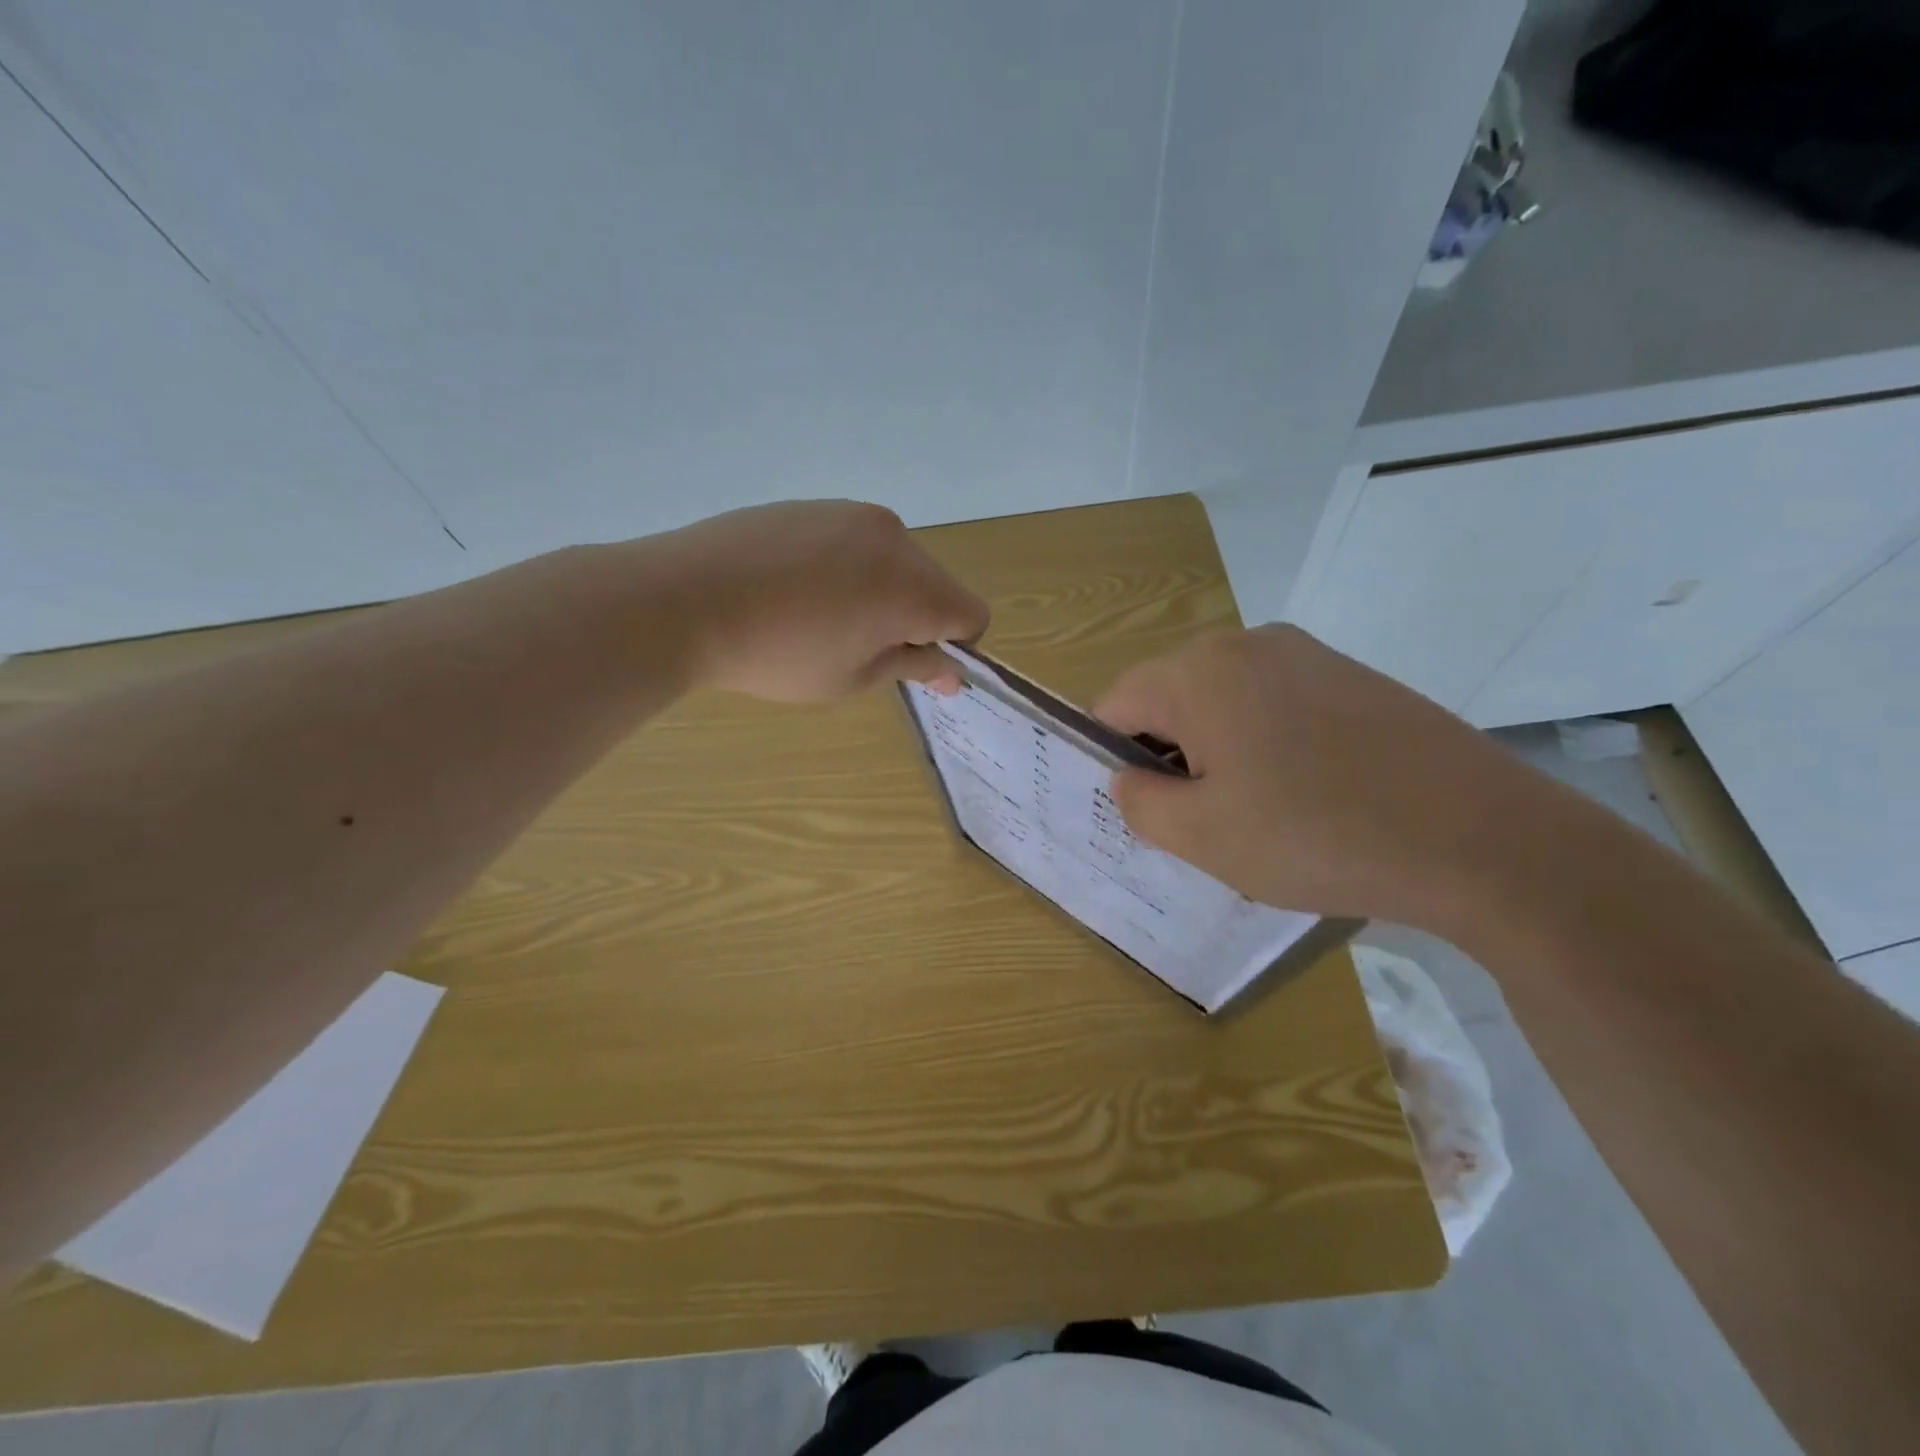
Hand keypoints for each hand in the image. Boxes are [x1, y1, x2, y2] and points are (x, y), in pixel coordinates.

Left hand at [666, 501, 990, 701]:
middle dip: (915, 617)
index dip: (952, 647)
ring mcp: (851, 513)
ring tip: (819, 616)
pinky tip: (794, 588)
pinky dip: (847, 567)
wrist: (684, 599)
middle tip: (857, 647)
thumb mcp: (852, 679)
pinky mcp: (814, 504)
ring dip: (880, 590)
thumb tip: (952, 672)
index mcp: (913, 585)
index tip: (908, 663)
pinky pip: (855, 541)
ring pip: (895, 560)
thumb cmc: (777, 655)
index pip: (971, 614)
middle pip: (935, 583)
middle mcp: (894, 538)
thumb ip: (912, 668)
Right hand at [1094, 625, 1561, 932]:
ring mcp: (1307, 654)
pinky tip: (1307, 792)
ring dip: (1218, 750)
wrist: (1483, 839)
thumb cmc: (1317, 836)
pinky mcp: (1352, 676)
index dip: (1114, 759)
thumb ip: (1139, 802)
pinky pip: (1276, 703)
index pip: (1115, 705)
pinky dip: (1267, 742)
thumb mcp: (1202, 836)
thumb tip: (1129, 777)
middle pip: (1170, 697)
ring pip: (1224, 701)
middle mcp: (1246, 644)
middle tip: (1201, 820)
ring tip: (1259, 811)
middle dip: (1169, 755)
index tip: (1144, 809)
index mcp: (1198, 673)